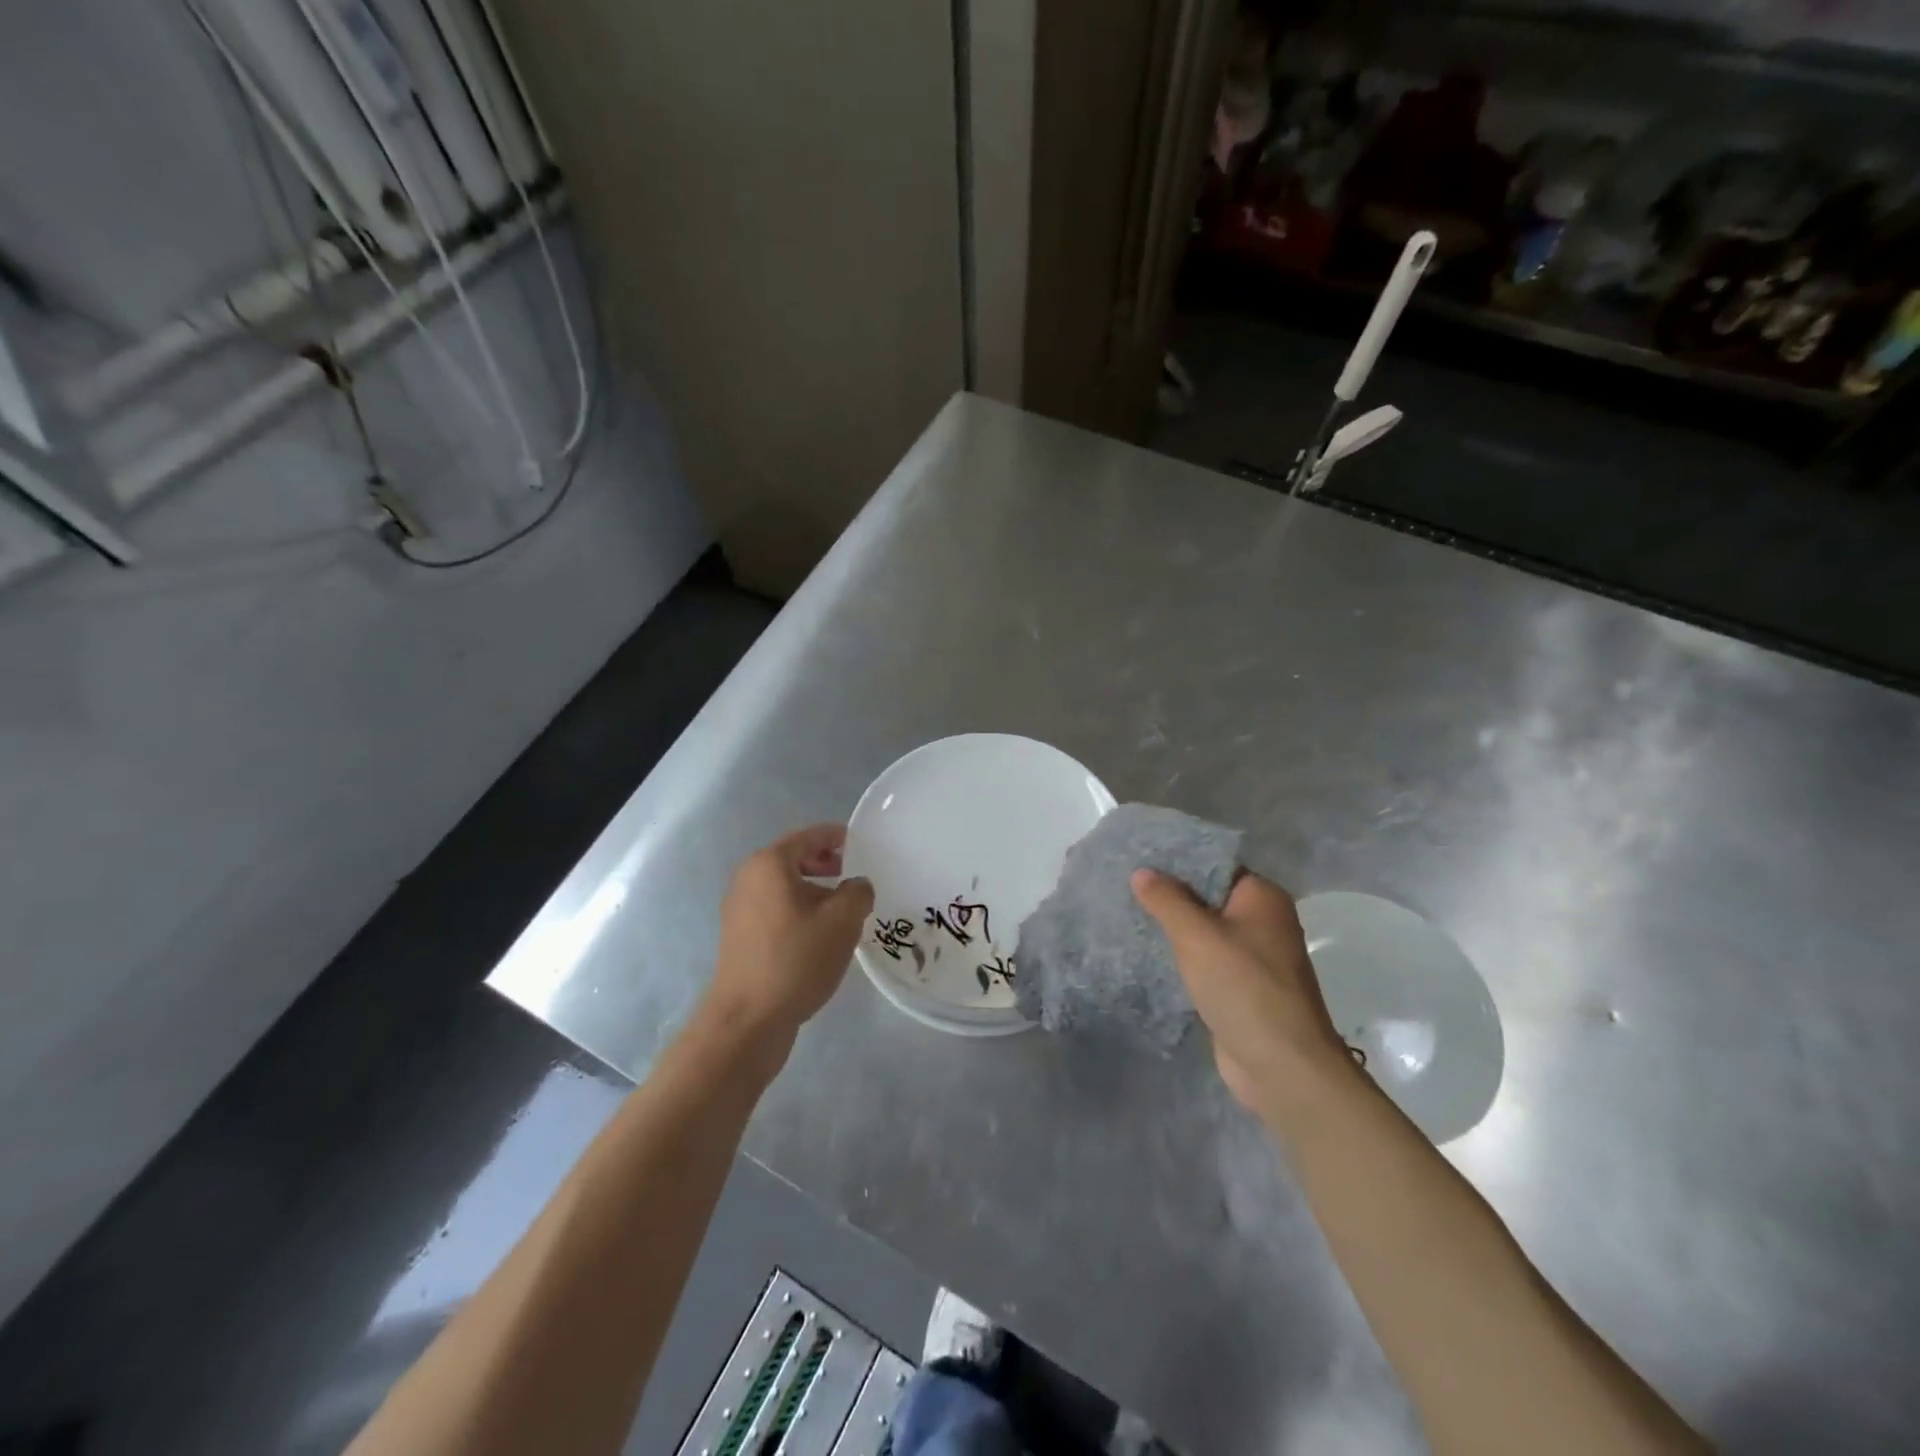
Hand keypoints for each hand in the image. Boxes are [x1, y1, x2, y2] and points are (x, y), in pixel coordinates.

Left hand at [704, 825, 873, 1052]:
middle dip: (825, 863)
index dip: (836, 836)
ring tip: (843, 909)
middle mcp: (748, 880)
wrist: (749, 1019)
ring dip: (814, 891)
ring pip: (784, 887)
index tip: (860, 844)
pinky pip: (775, 910)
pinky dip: (799, 911)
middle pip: (793, 860)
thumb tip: (856, 886)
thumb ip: (858, 892)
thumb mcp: (843, 920)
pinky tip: (820, 935)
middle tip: (854, 875)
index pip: (808, 836)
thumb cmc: (796, 958)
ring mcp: (739, 910)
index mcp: (769, 865)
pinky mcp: (740, 938)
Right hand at [1132, 869, 1355, 1122]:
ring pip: (1206, 933)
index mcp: (1262, 897)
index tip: (1140, 859)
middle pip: (1209, 898)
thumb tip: (1142, 871)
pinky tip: (1149, 955)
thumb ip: (1167, 900)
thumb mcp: (1196, 935)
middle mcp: (1264, 922)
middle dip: (1171, 896)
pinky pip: (1207, 962)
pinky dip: (1183, 959)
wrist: (1281, 1065)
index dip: (1178, 862)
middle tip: (1125, 887)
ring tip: (1128, 916)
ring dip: (1174, 930)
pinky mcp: (1243, 990)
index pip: (1216, 865)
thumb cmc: (1242, 986)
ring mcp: (1255, 959)